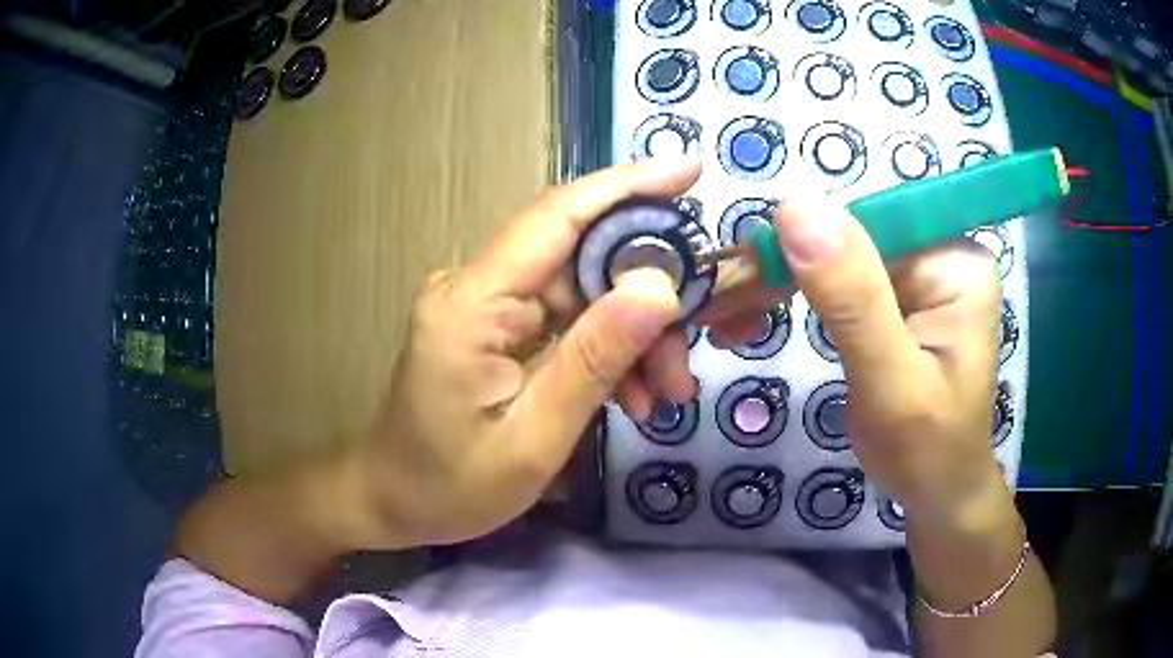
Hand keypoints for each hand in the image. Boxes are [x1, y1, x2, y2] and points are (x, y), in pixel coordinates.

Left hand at [352, 157, 702, 547]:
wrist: (392, 501)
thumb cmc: (450, 485)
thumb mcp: (534, 438)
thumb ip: (595, 359)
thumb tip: (660, 287)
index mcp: (472, 303)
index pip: (559, 218)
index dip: (628, 187)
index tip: (692, 170)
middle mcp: (476, 286)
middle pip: (582, 261)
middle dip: (648, 302)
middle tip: (688, 361)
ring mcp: (485, 304)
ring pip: (583, 293)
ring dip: (633, 336)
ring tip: (665, 395)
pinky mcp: (495, 325)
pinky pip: (565, 319)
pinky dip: (606, 349)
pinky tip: (632, 394)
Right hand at [703, 197, 1004, 522]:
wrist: (938, 491)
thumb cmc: (926, 452)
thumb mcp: (890, 384)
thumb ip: (852, 298)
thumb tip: (794, 205)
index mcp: (953, 261)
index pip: (866, 221)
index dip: (799, 240)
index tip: (738, 278)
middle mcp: (937, 251)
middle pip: (844, 236)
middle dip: (778, 269)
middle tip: (716, 307)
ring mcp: (917, 271)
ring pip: (830, 255)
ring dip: (774, 285)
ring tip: (724, 319)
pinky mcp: (895, 294)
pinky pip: (833, 280)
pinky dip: (789, 298)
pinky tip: (753, 318)